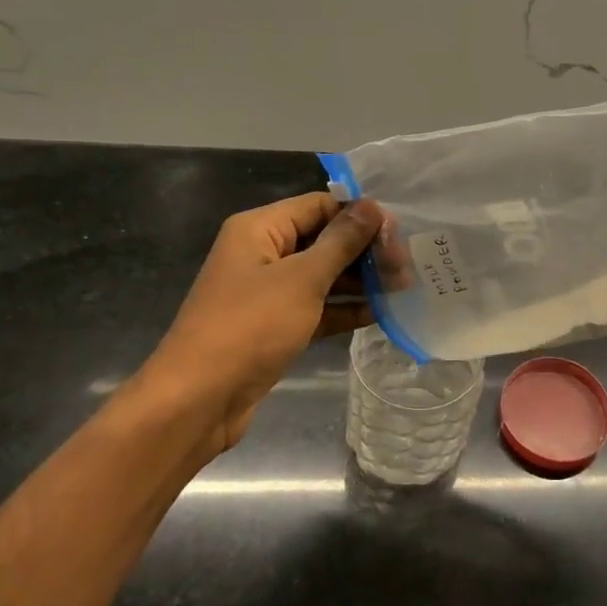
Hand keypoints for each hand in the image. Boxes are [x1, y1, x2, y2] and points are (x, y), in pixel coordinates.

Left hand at [127, 193, 381, 461]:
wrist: (199, 399)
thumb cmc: (250, 327)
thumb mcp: (302, 279)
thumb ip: (341, 242)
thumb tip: (372, 207)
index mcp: (260, 229)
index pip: (319, 206)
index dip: (359, 215)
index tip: (399, 232)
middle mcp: (263, 254)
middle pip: (323, 240)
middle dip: (364, 251)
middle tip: (407, 266)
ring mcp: (268, 293)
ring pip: (322, 276)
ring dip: (360, 282)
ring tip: (403, 288)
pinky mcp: (275, 327)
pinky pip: (316, 308)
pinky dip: (344, 310)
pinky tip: (381, 313)